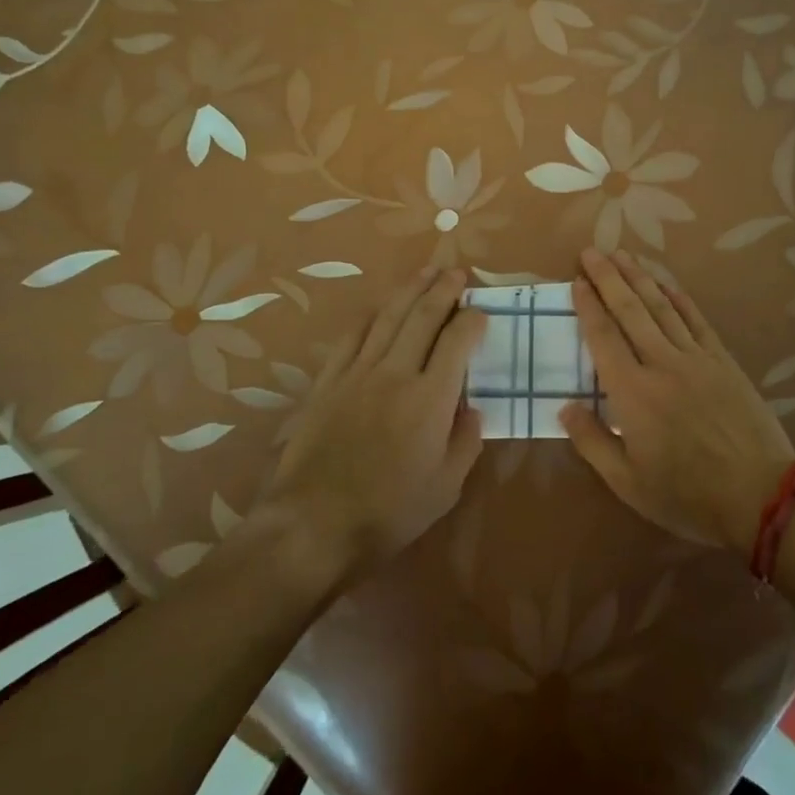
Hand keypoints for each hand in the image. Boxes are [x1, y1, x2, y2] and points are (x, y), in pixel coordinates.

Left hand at [257, 268, 485, 583]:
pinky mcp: (329, 381)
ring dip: (410, 290)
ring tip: (427, 271)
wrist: (313, 524)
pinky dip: (370, 316)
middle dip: (443, 289)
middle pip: (423, 316)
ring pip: (388, 317)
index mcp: (431, 398)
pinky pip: (352, 337)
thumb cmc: (388, 512)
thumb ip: (466, 442)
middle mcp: (396, 373)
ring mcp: (358, 373)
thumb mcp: (445, 488)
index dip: (472, 319)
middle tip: (457, 271)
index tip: (481, 310)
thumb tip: (473, 408)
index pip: (457, 341)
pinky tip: (379, 307)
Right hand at [561, 249, 794, 557]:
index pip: (603, 337)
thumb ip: (592, 443)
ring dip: (640, 278)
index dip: (588, 306)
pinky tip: (667, 284)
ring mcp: (696, 358)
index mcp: (633, 393)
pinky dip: (680, 299)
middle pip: (630, 311)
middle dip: (608, 278)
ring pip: (662, 308)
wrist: (761, 496)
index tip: (576, 281)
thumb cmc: (688, 495)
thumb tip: (564, 407)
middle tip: (592, 251)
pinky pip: (697, 321)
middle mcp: (661, 364)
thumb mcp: (628, 483)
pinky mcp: (723, 362)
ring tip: (622, 254)